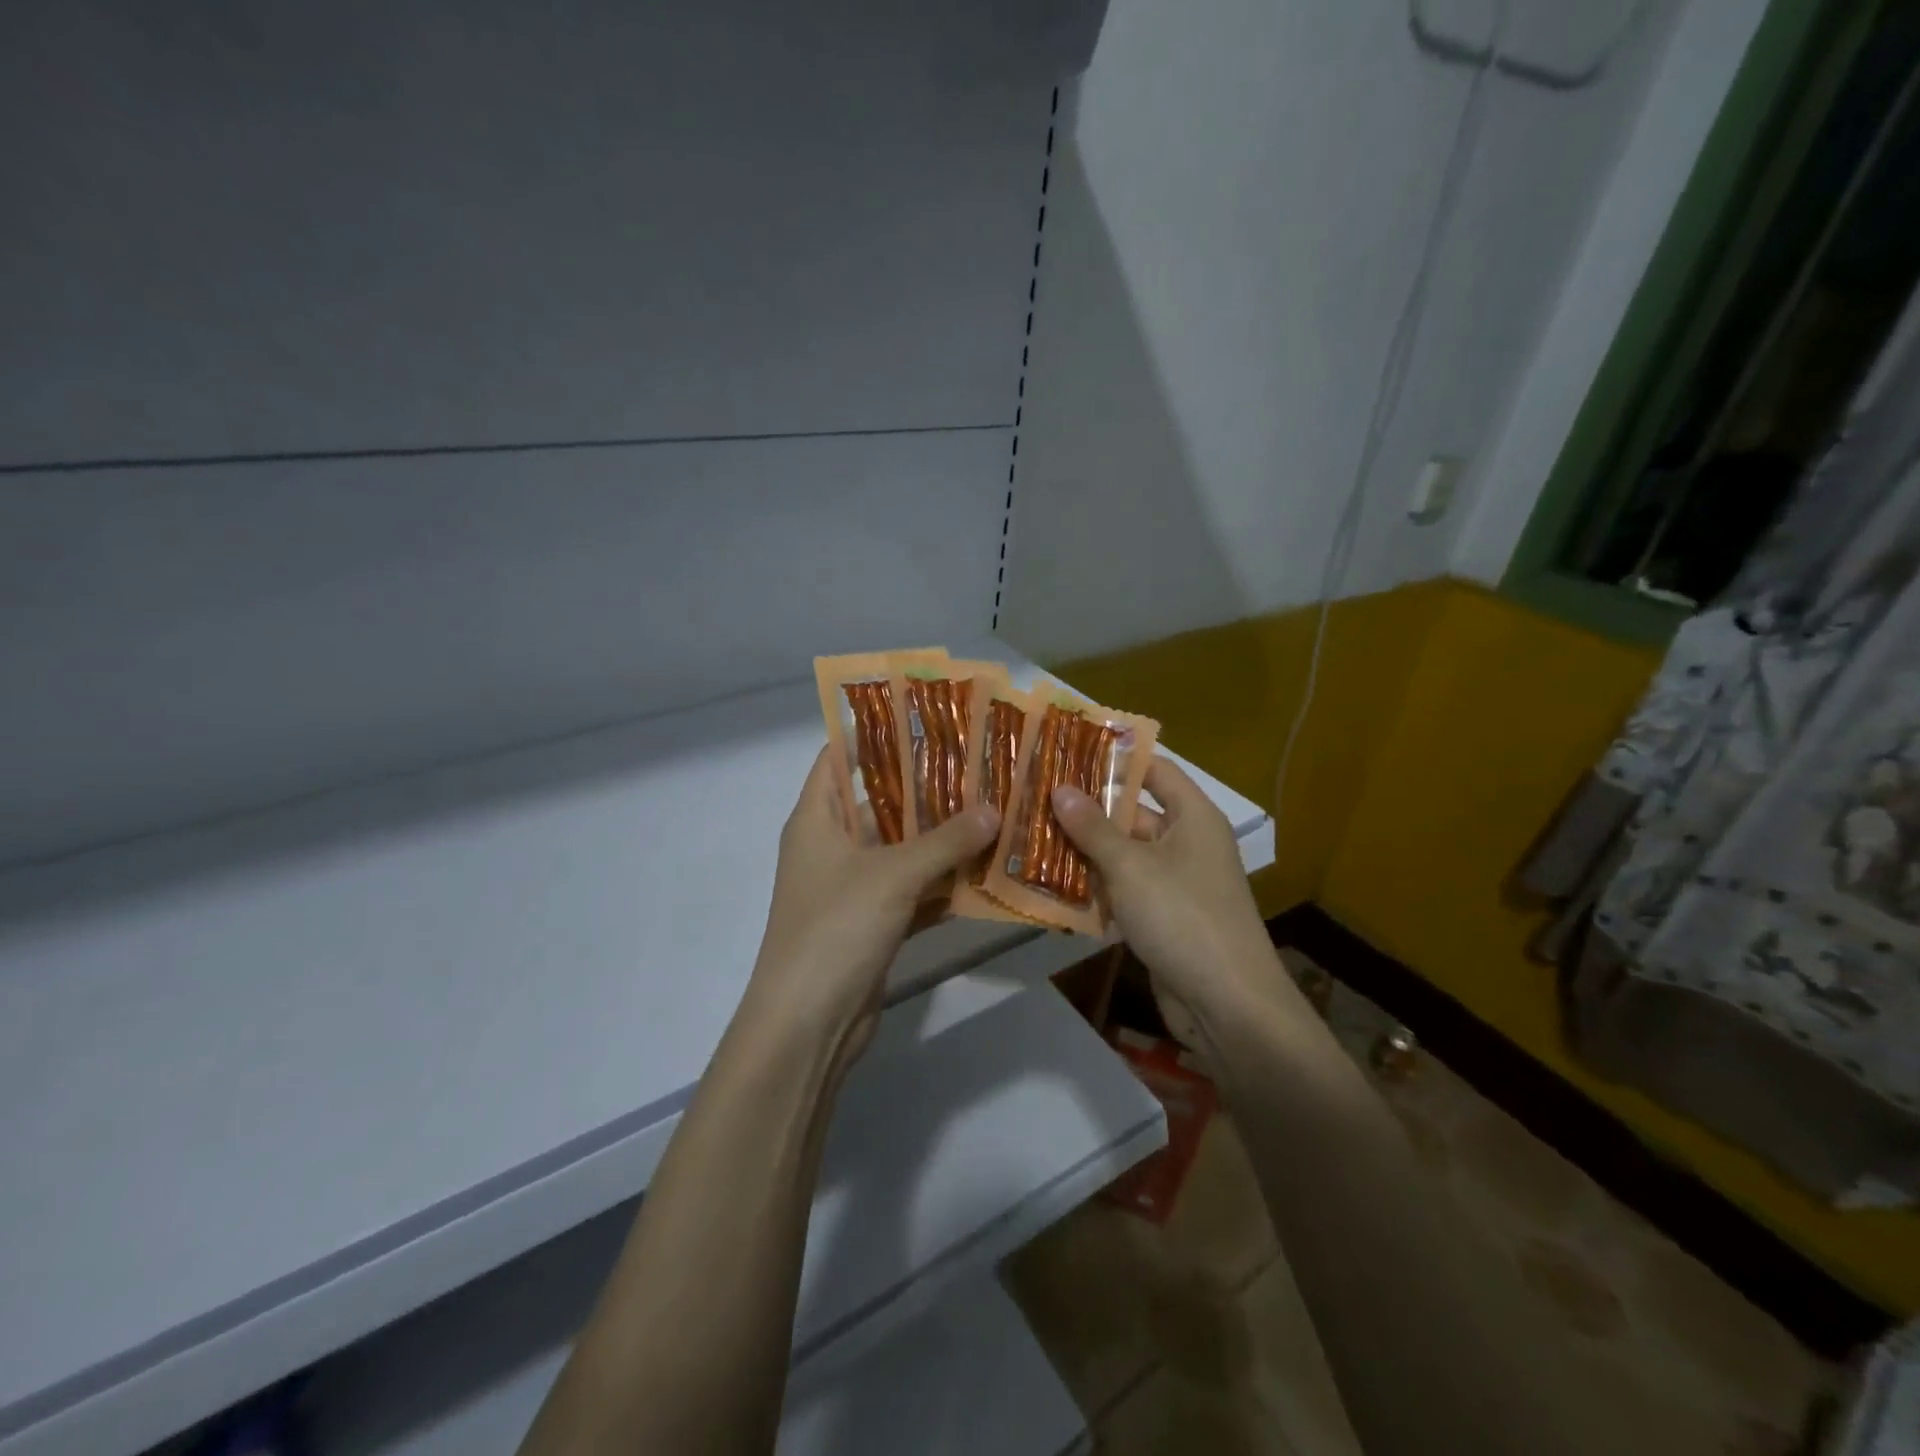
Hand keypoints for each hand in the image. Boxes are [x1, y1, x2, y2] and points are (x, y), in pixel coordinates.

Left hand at [742, 748, 1000, 1073]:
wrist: (808, 1024)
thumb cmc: (836, 928)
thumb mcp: (893, 875)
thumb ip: (945, 841)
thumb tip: (993, 809)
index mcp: (817, 818)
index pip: (838, 757)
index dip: (874, 732)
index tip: (924, 715)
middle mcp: (832, 845)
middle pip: (881, 801)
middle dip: (927, 785)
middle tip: (979, 762)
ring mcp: (853, 886)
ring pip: (903, 848)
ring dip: (942, 836)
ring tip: (994, 806)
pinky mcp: (873, 922)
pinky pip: (913, 889)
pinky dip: (943, 882)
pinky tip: (988, 868)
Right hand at [1052, 758, 1287, 1032]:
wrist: (1227, 1004)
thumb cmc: (1182, 917)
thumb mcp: (1130, 866)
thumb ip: (1092, 828)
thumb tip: (1060, 788)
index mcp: (1193, 818)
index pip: (1155, 770)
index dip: (1116, 760)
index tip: (1069, 752)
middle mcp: (1187, 844)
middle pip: (1132, 814)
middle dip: (1086, 810)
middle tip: (1035, 798)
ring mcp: (1175, 884)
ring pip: (1123, 856)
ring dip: (1083, 852)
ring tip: (1030, 836)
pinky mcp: (1163, 918)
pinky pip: (1124, 891)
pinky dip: (1094, 889)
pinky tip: (1050, 886)